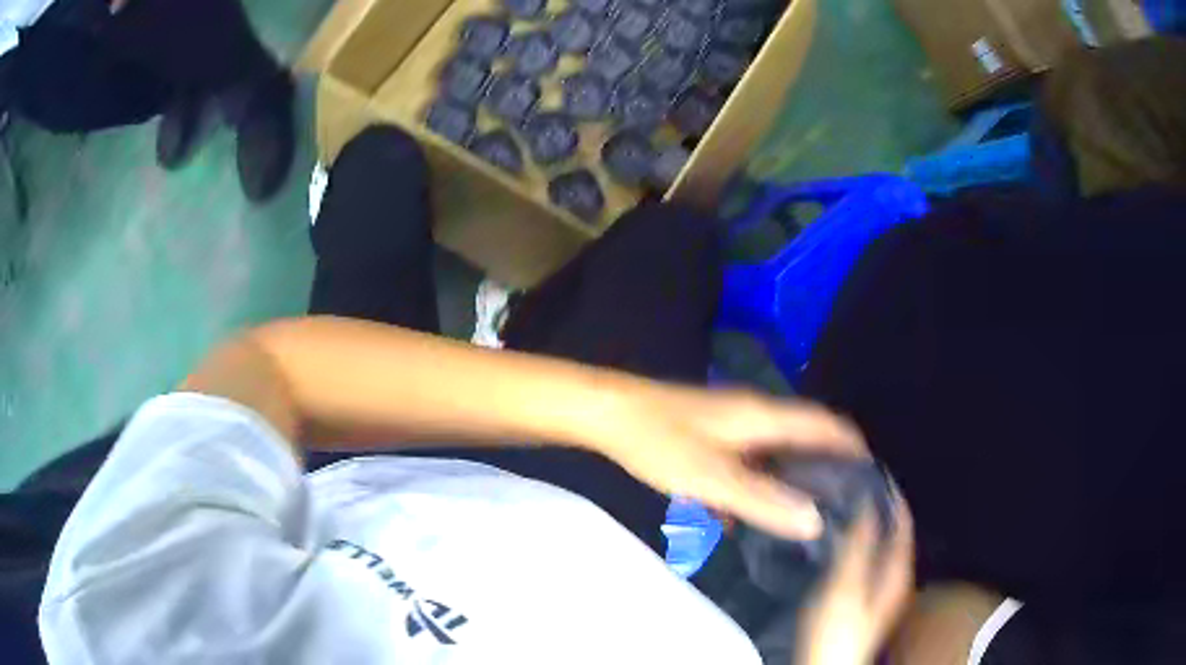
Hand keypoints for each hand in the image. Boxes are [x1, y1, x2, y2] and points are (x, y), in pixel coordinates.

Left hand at [586, 385, 866, 540]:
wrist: (607, 415)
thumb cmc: (660, 442)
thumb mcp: (713, 478)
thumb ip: (763, 501)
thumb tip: (816, 520)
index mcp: (764, 416)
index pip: (826, 424)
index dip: (853, 446)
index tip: (871, 477)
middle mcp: (755, 414)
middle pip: (805, 437)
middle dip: (826, 467)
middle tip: (843, 504)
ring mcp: (732, 423)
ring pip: (775, 452)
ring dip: (790, 479)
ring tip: (805, 515)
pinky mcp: (711, 435)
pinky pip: (747, 461)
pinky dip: (756, 483)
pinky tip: (749, 515)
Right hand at [796, 497, 914, 664]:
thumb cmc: (837, 627)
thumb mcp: (846, 584)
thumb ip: (859, 544)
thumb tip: (868, 502)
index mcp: (898, 569)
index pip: (903, 522)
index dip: (893, 496)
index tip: (875, 472)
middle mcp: (896, 575)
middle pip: (895, 533)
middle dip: (881, 507)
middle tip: (856, 485)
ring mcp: (880, 589)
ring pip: (881, 546)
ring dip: (869, 525)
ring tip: (846, 505)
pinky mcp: (864, 599)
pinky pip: (868, 559)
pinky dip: (859, 543)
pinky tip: (839, 542)